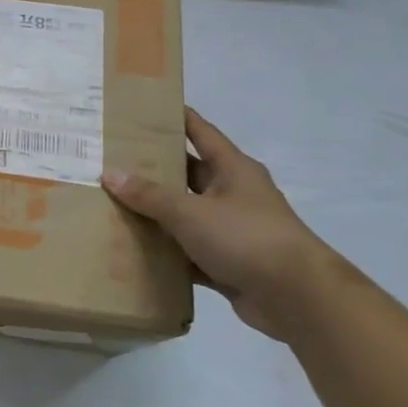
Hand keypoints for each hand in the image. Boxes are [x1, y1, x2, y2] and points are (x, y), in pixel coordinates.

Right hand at [103, 109, 343, 338]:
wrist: (297, 298)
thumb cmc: (246, 238)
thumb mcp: (190, 212)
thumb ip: (149, 195)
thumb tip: (110, 173)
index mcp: (232, 170)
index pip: (200, 132)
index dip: (175, 118)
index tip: (143, 108)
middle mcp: (233, 194)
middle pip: (187, 174)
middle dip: (152, 168)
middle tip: (110, 159)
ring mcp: (231, 230)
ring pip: (184, 215)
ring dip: (154, 213)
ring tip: (110, 203)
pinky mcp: (227, 263)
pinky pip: (187, 252)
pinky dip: (164, 251)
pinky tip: (132, 250)